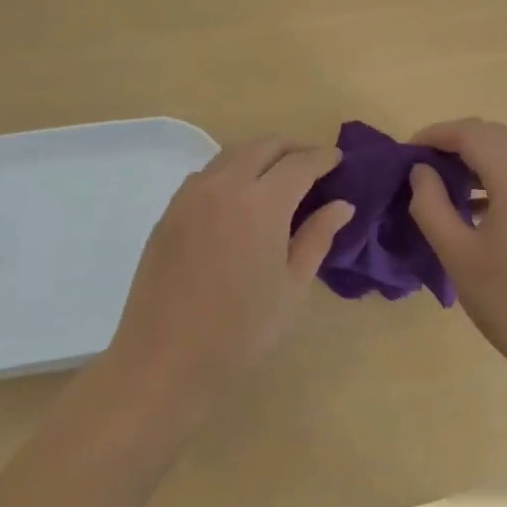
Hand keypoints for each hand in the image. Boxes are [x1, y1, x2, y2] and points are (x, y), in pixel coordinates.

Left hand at [106, 136, 352, 404]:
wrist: (165, 360)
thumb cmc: (241, 330)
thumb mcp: (292, 287)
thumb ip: (317, 237)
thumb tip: (341, 205)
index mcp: (262, 203)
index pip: (299, 163)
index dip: (322, 158)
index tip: (338, 161)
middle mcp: (224, 186)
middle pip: (264, 146)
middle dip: (292, 149)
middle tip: (313, 166)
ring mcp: (191, 195)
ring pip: (232, 154)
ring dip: (260, 155)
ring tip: (279, 178)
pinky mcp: (169, 211)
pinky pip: (207, 174)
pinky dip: (232, 171)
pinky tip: (240, 198)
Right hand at [407, 119, 506, 379]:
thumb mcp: (457, 253)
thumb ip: (431, 204)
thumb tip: (422, 171)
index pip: (471, 133)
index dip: (435, 135)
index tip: (406, 153)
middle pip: (494, 136)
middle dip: (455, 143)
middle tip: (423, 168)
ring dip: (478, 159)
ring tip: (446, 188)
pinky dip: (499, 177)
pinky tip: (478, 210)